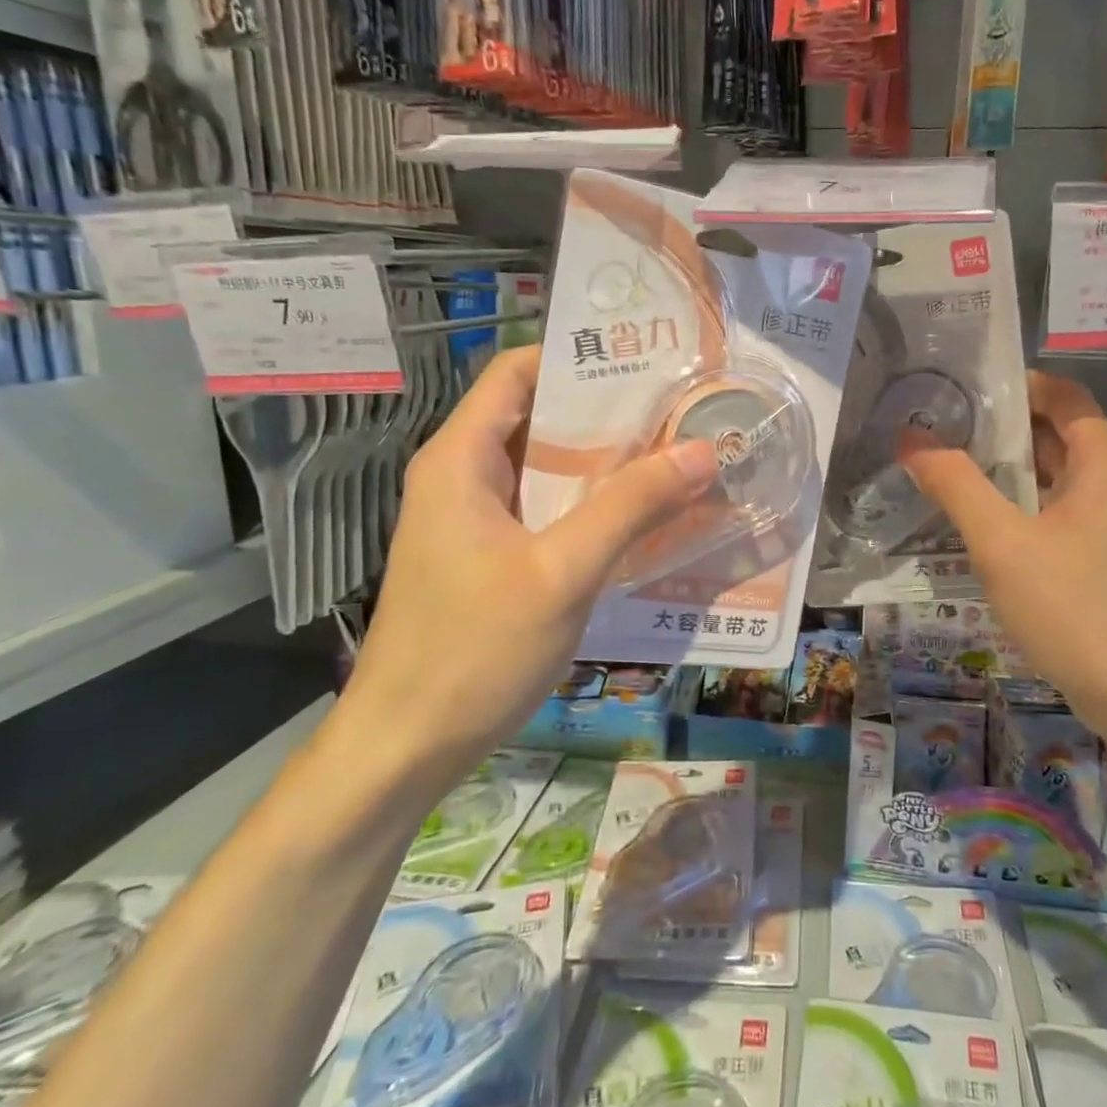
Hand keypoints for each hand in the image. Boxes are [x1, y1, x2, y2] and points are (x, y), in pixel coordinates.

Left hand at [343, 347, 717, 781]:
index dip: (578, 357)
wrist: (406, 748)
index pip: (517, 372)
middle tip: (681, 411)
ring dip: (606, 463)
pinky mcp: (490, 558)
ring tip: (675, 456)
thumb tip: (701, 450)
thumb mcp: (562, 572)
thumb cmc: (473, 651)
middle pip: (539, 417)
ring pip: (547, 469)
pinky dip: (592, 506)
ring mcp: (476, 521)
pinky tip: (643, 519)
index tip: (647, 362)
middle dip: (608, 413)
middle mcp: (464, 477)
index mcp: (461, 459)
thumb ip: (631, 506)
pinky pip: (547, 512)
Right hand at [900, 372, 1106, 730]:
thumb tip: (911, 437)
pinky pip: (1057, 512)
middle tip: (939, 426)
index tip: (960, 387)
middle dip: (1000, 426)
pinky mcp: (1104, 559)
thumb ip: (956, 484)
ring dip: (1006, 469)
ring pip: (1054, 477)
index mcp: (1104, 462)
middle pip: (1056, 433)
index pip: (1062, 395)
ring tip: (947, 467)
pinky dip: (1020, 504)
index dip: (1014, 383)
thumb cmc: (1074, 609)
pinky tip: (979, 523)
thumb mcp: (1002, 542)